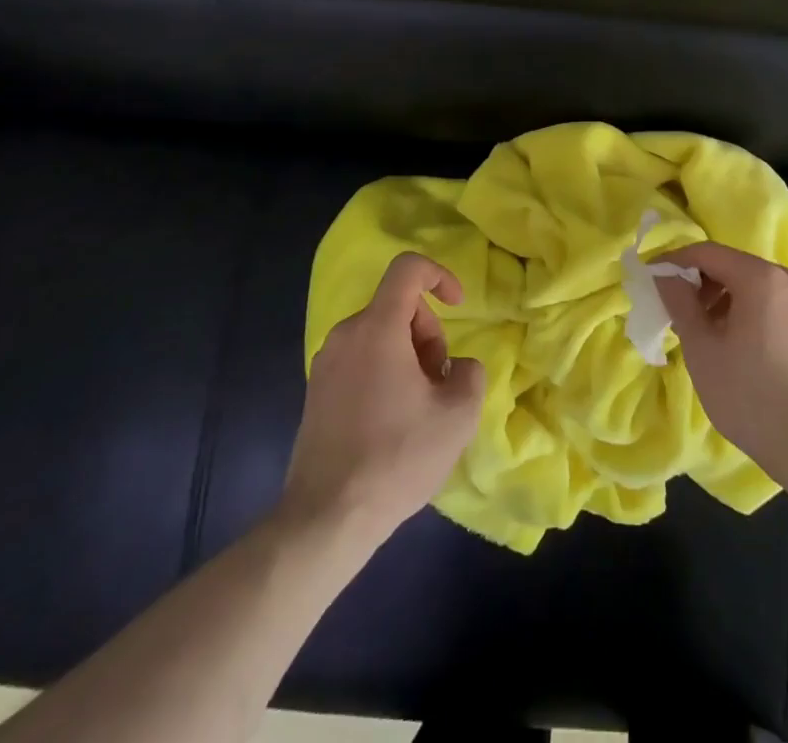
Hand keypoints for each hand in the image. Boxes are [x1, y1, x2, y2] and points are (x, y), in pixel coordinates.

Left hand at [282, 252, 485, 545]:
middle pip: (397, 307)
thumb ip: (471, 373)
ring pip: (380, 335)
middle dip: (428, 334)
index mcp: (378, 328)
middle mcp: (346, 334)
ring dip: (408, 357)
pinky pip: (361, 361)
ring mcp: (325, 364)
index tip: (459, 306)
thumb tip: (458, 368)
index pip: (408, 268)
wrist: (327, 519)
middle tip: (439, 382)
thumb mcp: (458, 415)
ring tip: (418, 409)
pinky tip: (392, 423)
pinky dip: (385, 374)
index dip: (440, 275)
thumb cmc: (397, 457)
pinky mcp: (316, 392)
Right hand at [657, 243, 787, 488]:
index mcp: (761, 277)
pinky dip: (750, 314)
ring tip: (708, 336)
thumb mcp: (703, 349)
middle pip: (734, 266)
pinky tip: (740, 350)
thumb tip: (665, 273)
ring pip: (755, 287)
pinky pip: (774, 306)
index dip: (675, 261)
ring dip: (725, 301)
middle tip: (679, 315)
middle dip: (701, 284)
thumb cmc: (753, 396)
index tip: (651, 279)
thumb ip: (680, 302)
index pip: (707, 252)